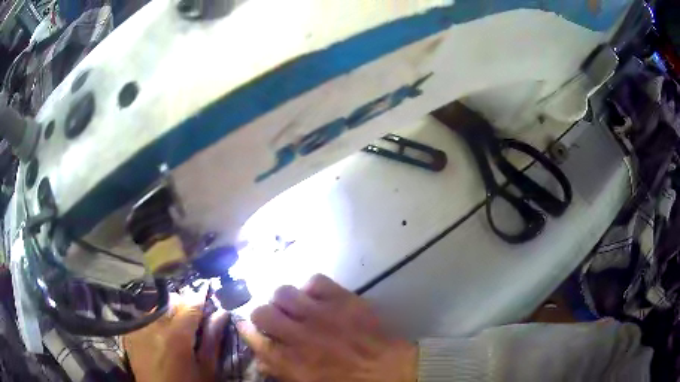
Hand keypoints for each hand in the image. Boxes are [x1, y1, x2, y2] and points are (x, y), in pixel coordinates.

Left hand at [123, 296, 230, 381]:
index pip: (190, 304)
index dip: (201, 296)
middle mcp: (154, 326)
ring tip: (176, 323)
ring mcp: (139, 328)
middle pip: (171, 300)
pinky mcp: (131, 333)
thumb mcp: (206, 368)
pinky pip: (144, 316)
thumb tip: (222, 313)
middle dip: (185, 303)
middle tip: (193, 315)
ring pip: (157, 305)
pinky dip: (155, 318)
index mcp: (177, 336)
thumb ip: (213, 340)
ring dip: (169, 309)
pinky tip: (160, 331)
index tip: (208, 290)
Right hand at [238, 274, 416, 381]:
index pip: (253, 338)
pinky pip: (315, 280)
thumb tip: (262, 358)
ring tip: (295, 308)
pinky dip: (310, 288)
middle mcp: (301, 336)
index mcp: (292, 362)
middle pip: (262, 312)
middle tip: (274, 320)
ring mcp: (323, 314)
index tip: (248, 328)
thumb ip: (282, 371)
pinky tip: (316, 298)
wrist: (394, 371)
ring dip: (284, 300)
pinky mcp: (344, 299)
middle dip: (262, 315)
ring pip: (283, 292)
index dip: (246, 330)